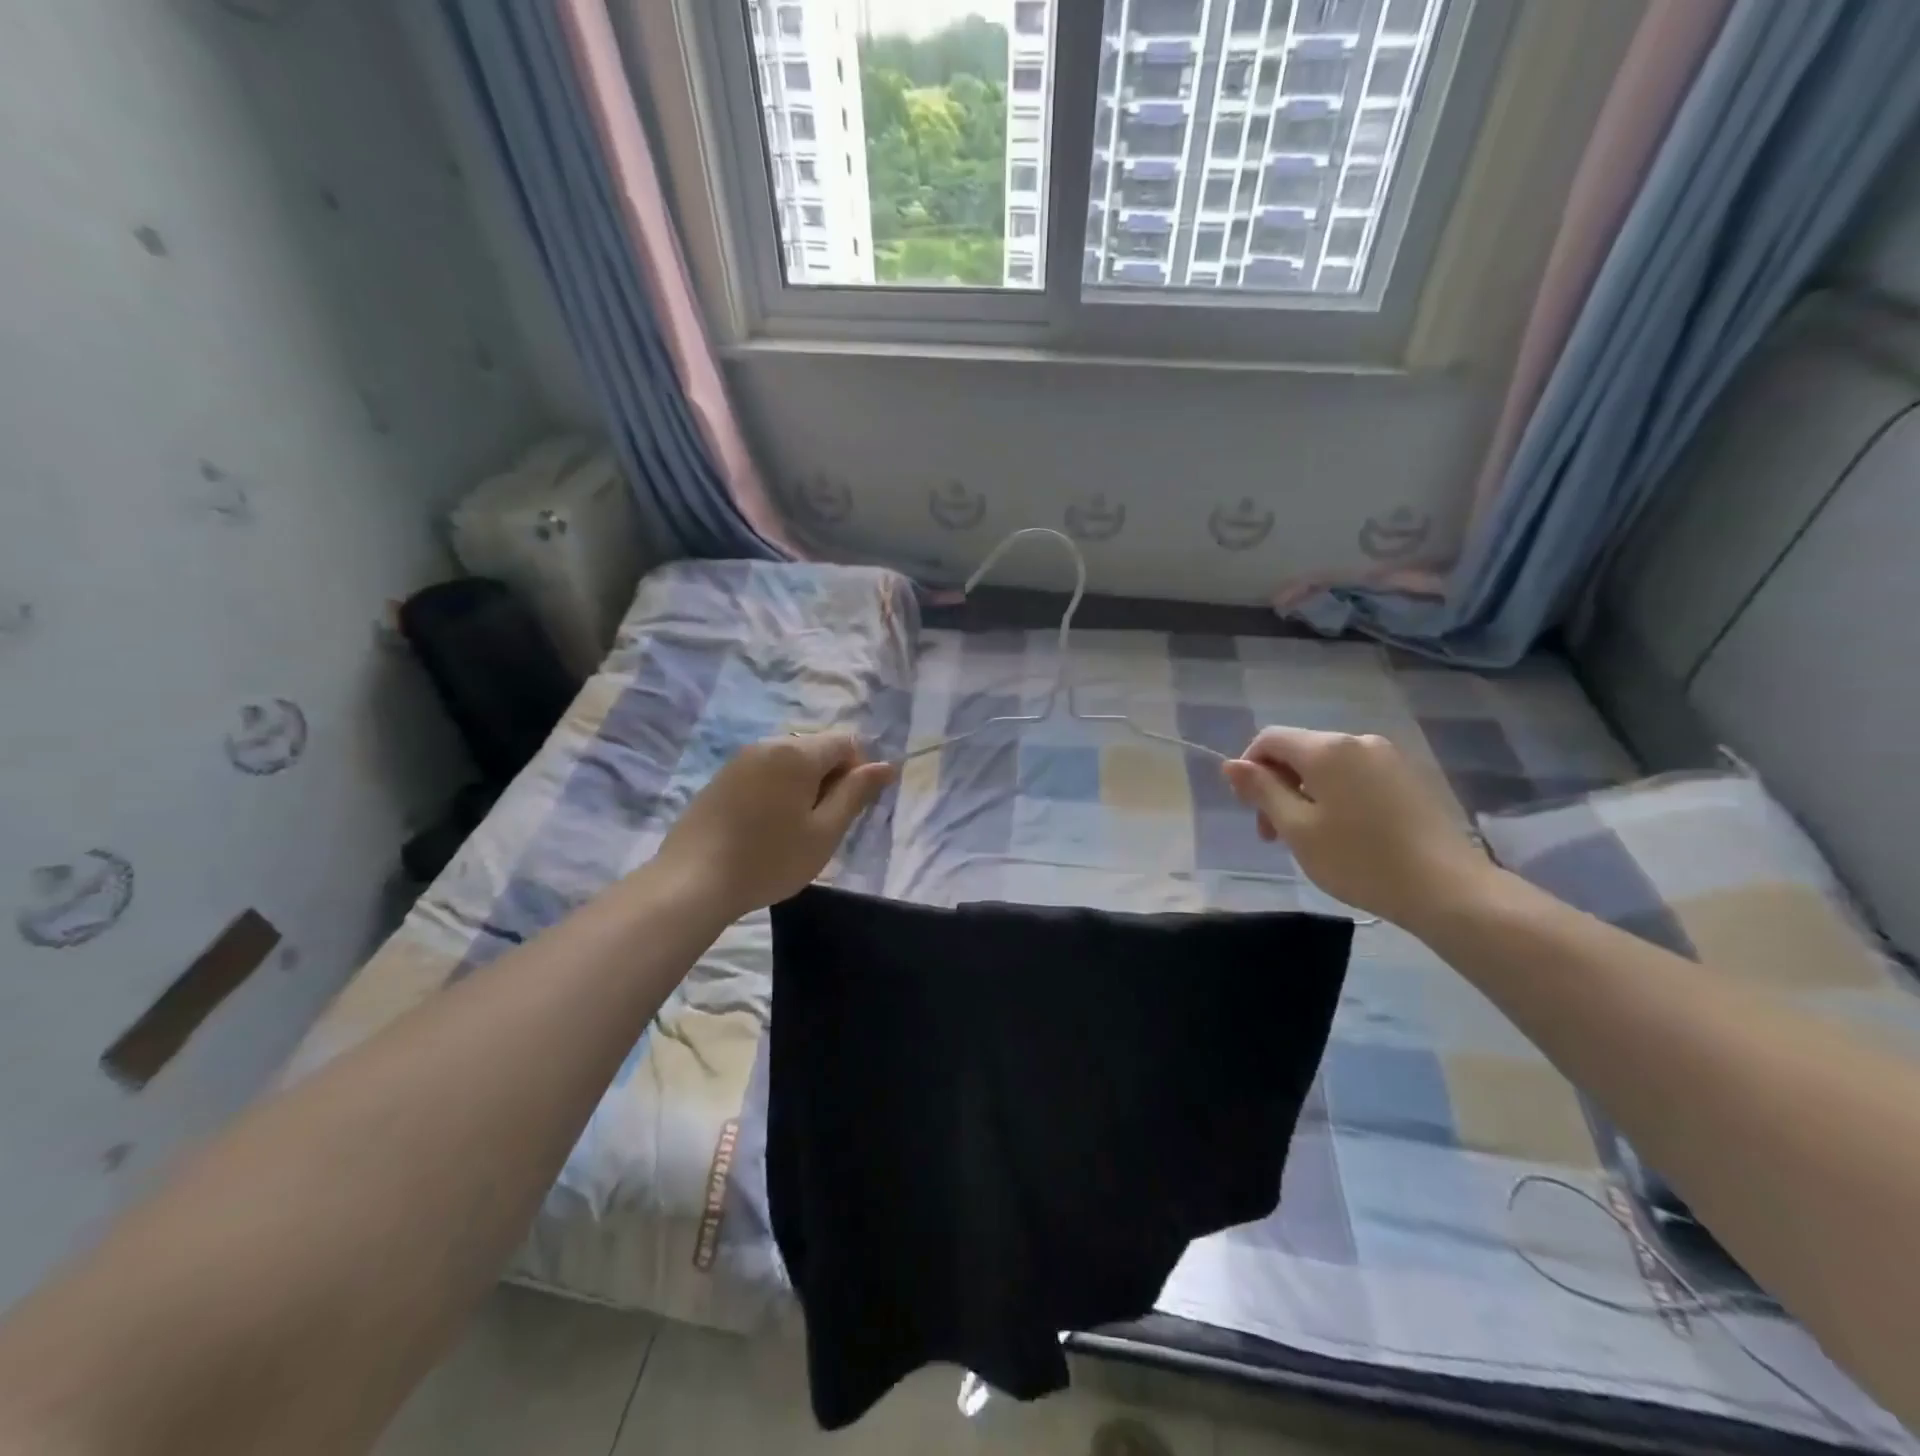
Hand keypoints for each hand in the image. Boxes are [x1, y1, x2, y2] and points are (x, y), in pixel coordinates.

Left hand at [657, 733, 895, 920]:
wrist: (692, 881)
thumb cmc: (769, 859)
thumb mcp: (824, 832)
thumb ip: (856, 793)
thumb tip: (886, 765)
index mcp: (797, 752)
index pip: (846, 742)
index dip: (858, 772)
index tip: (847, 810)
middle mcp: (768, 744)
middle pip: (816, 749)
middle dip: (830, 779)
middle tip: (821, 825)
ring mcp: (740, 759)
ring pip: (789, 762)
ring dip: (803, 787)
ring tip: (793, 830)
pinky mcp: (721, 778)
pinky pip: (764, 773)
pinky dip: (777, 791)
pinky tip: (765, 827)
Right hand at [1222, 727, 1487, 929]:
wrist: (1448, 890)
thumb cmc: (1360, 860)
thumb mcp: (1297, 829)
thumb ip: (1262, 791)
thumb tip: (1231, 765)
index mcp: (1327, 749)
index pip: (1270, 738)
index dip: (1249, 767)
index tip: (1251, 810)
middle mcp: (1358, 741)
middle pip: (1300, 751)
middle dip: (1278, 785)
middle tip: (1275, 835)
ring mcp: (1390, 758)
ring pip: (1328, 766)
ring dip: (1306, 794)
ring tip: (1310, 838)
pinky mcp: (1410, 778)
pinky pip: (1357, 776)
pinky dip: (1337, 796)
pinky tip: (1345, 834)